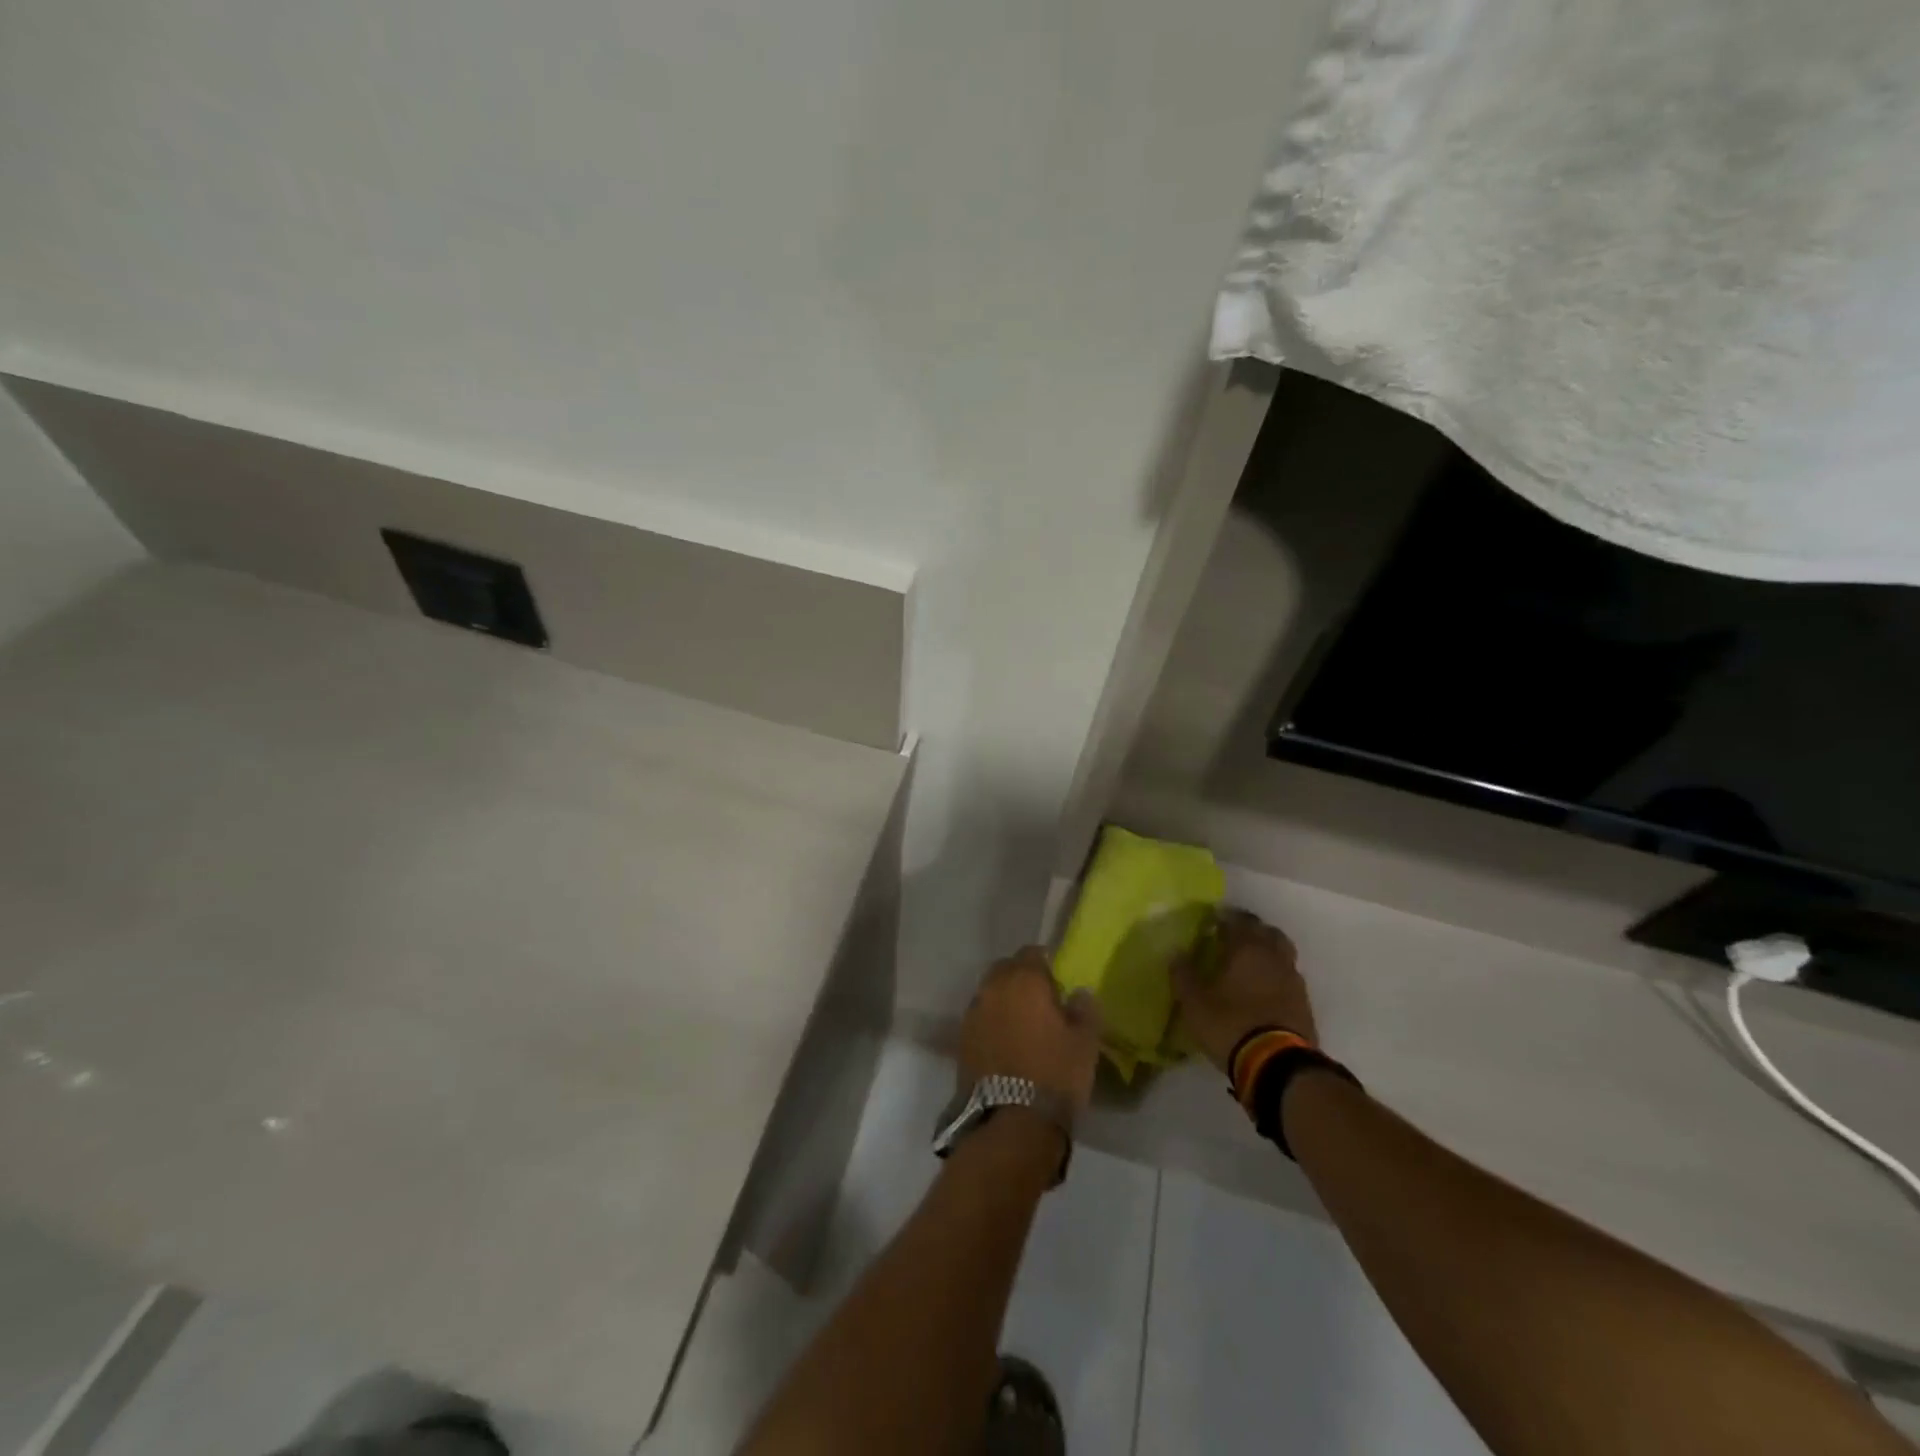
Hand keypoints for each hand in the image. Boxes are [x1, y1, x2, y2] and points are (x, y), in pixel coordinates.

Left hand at [958, 947, 1101, 1115]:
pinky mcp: (961, 1040)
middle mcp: (992, 988)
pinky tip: (1006, 1044)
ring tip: (1022, 1026)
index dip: (1046, 964)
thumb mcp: (1086, 1042)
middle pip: (1006, 969)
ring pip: (990, 994)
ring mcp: (973, 1013)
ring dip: (1004, 1001)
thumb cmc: (1055, 1074)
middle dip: (1021, 978)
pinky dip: (992, 1024)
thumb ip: (1084, 1009)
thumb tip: (1078, 994)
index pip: (1032, 953)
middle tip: (1040, 1002)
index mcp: (1023, 979)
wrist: (1012, 1122)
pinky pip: (980, 1019)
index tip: (1057, 983)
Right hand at [1172, 910, 1317, 1070]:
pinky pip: (1289, 977)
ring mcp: (1294, 980)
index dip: (1224, 918)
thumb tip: (1176, 953)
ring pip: (1282, 953)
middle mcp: (1274, 957)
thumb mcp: (1194, 1003)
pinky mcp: (1304, 1004)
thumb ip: (1183, 975)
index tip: (1212, 921)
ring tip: (1249, 963)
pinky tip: (1264, 988)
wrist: (1278, 1065)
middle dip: (1251, 930)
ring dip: (1267, 952)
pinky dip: (1276, 975)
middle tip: (1233, 937)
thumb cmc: (1230, 1025)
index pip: (1237, 921)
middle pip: (1267, 932)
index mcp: (1247, 949)